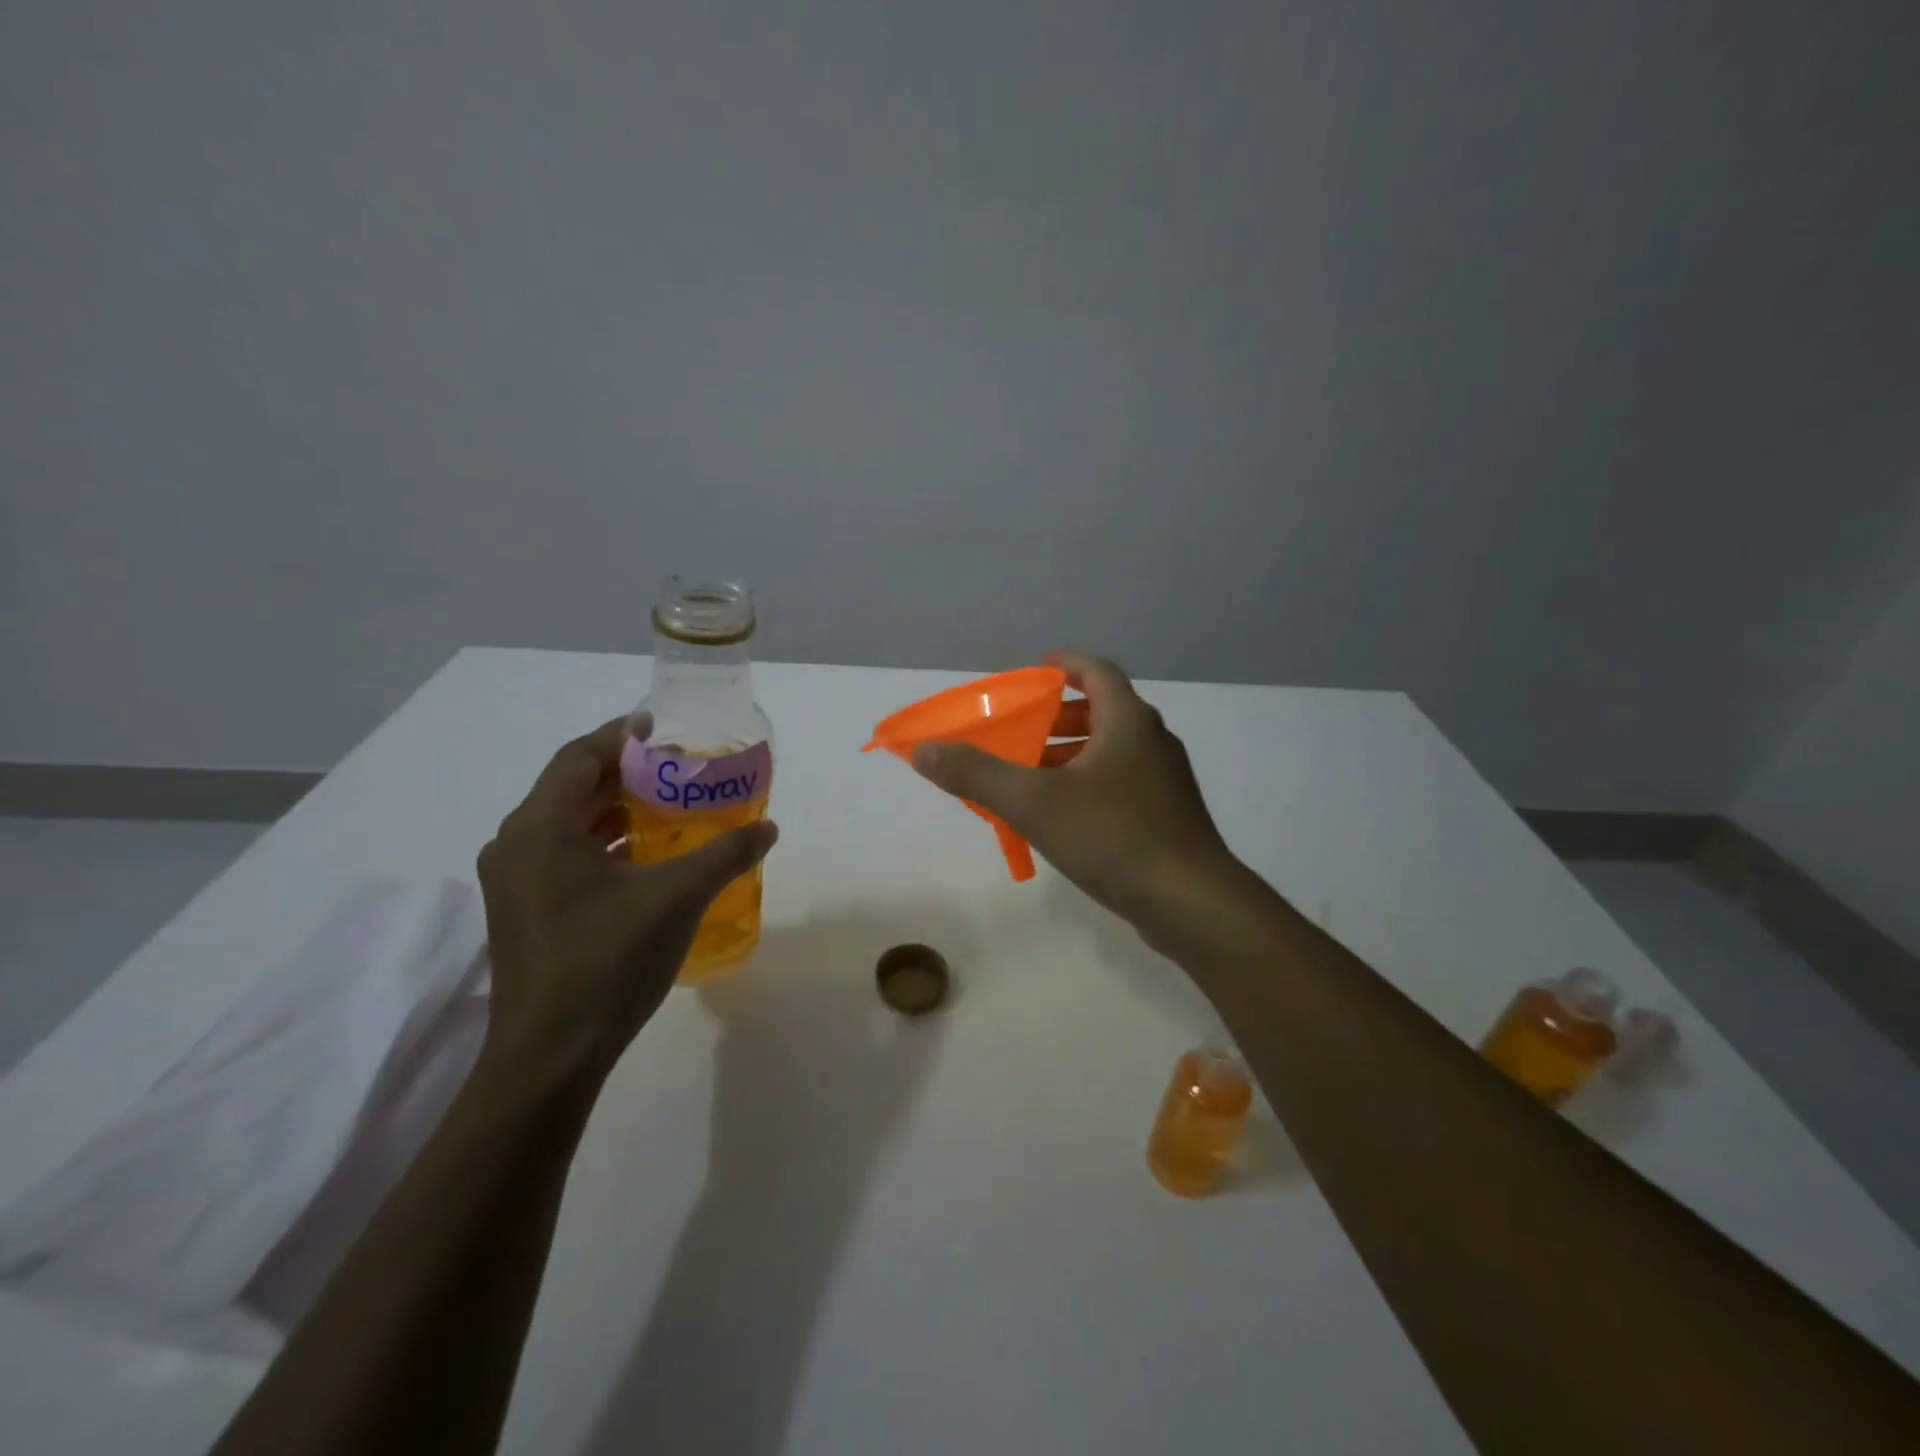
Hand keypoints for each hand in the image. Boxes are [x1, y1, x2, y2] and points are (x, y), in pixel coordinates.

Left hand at [476, 717, 778, 1081]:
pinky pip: (562, 854)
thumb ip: (725, 854)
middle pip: (570, 787)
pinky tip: (643, 854)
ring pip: (566, 823)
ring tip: (666, 803)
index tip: (660, 727)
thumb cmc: (608, 961)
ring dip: (613, 807)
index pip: (579, 758)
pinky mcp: (523, 910)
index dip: (621, 737)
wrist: (550, 1056)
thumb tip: (767, 828)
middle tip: (674, 765)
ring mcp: (514, 882)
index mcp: (540, 828)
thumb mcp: (677, 898)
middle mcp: (516, 845)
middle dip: (623, 771)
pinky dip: (602, 841)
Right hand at [910, 651, 1241, 945]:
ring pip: (1110, 752)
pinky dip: (1087, 786)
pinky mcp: (1167, 817)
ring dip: (1069, 756)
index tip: (1035, 669)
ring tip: (1030, 777)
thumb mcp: (1034, 802)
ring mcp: (1164, 781)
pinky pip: (1119, 785)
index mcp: (1127, 721)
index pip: (1096, 672)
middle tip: (1020, 733)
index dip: (1064, 664)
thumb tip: (924, 750)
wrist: (1191, 903)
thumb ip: (977, 774)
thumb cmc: (1113, 837)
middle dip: (1057, 719)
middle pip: (1101, 712)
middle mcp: (1151, 742)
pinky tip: (1061, 819)